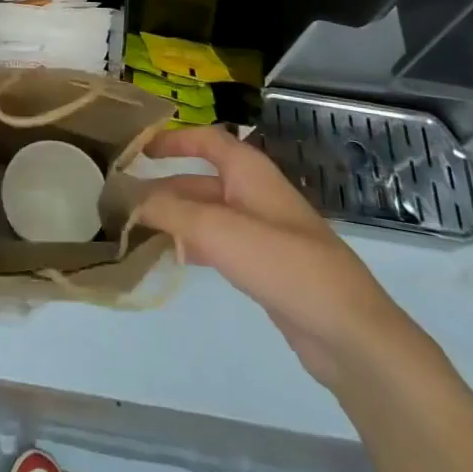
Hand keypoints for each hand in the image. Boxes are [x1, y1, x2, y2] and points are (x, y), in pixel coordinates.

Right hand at [138, 127, 422, 389]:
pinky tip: (171, 260)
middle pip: (201, 180)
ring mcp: (263, 232)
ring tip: (135, 230)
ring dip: (174, 218)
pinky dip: (193, 245)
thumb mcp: (219, 230)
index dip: (173, 139)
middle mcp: (256, 194)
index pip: (207, 140)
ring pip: (207, 215)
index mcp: (250, 172)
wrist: (349, 333)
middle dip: (164, 187)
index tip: (138, 149)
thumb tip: (127, 199)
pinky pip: (219, 244)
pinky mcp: (266, 267)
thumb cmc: (285, 264)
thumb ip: (170, 211)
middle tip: (122, 201)